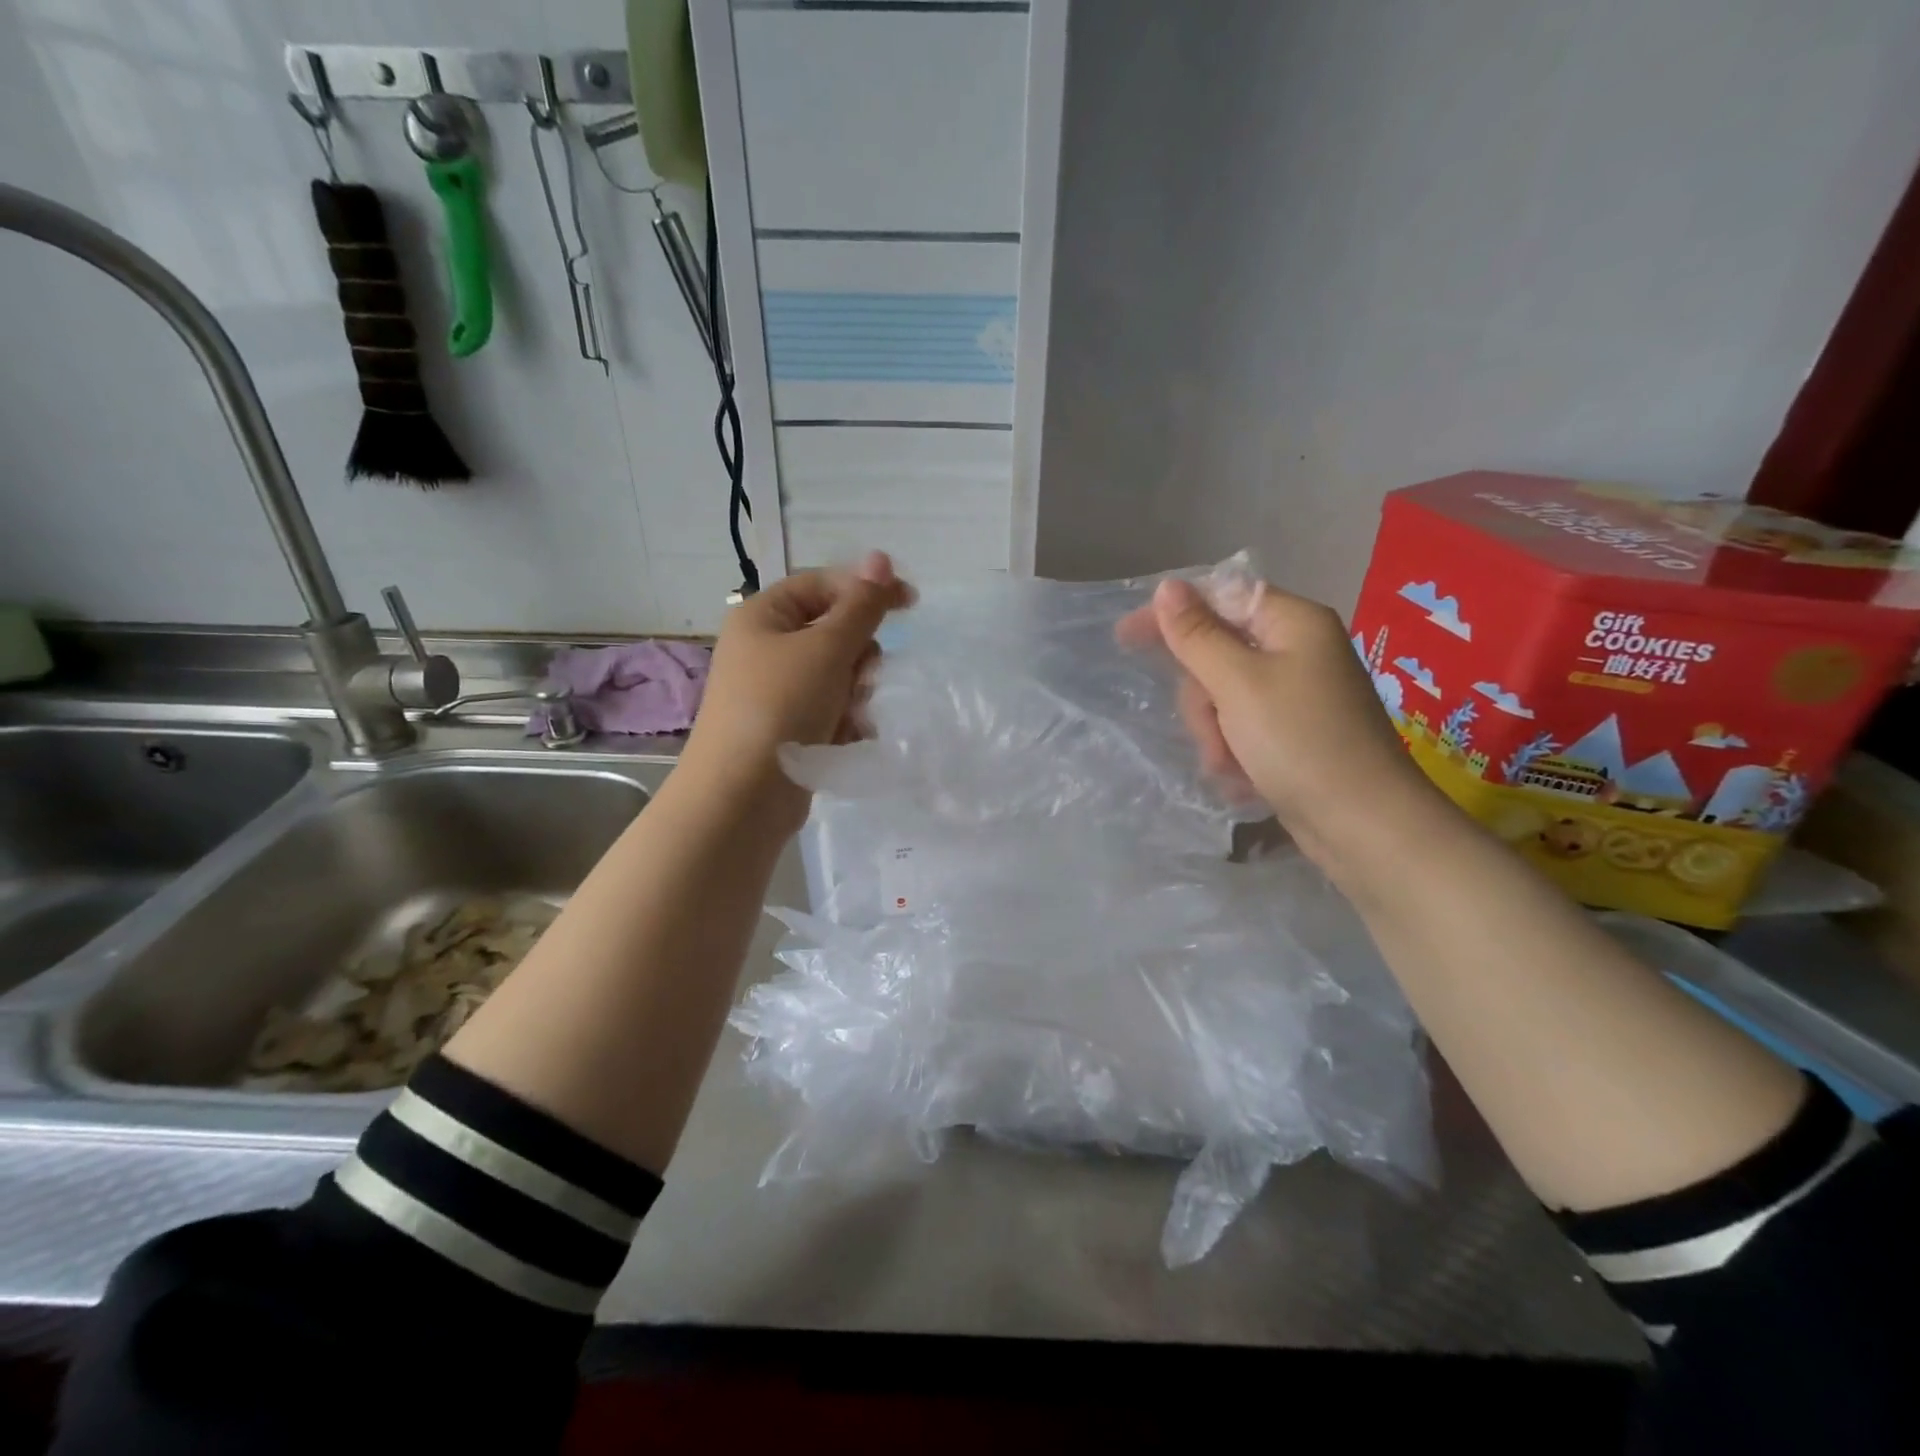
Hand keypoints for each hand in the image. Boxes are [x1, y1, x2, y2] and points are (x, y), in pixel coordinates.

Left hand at [682, 551, 912, 828]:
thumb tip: (881, 558)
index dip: (867, 589)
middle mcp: (766, 648)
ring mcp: (776, 690)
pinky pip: (831, 709)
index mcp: (764, 616)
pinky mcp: (788, 727)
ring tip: (853, 716)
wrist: (741, 796)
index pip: (824, 585)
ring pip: (839, 674)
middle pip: (835, 632)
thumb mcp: (827, 649)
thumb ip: (861, 606)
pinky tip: (849, 738)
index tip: (912, 604)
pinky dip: (845, 720)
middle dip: (859, 655)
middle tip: (862, 677)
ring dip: (856, 693)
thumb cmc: (781, 707)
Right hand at [1120, 576, 1439, 867]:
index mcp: (1293, 623)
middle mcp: (1297, 651)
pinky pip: (1242, 727)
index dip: (1172, 615)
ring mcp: (1297, 695)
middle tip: (1208, 730)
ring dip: (1215, 732)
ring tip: (1227, 765)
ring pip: (1224, 696)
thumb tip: (1167, 587)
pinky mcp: (1294, 733)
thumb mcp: (1238, 683)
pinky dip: (1233, 750)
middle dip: (1202, 696)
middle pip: (1217, 653)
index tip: (1125, 637)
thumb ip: (1197, 635)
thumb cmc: (1300, 742)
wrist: (1363, 825)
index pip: (1219, 597)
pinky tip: (1240, 778)